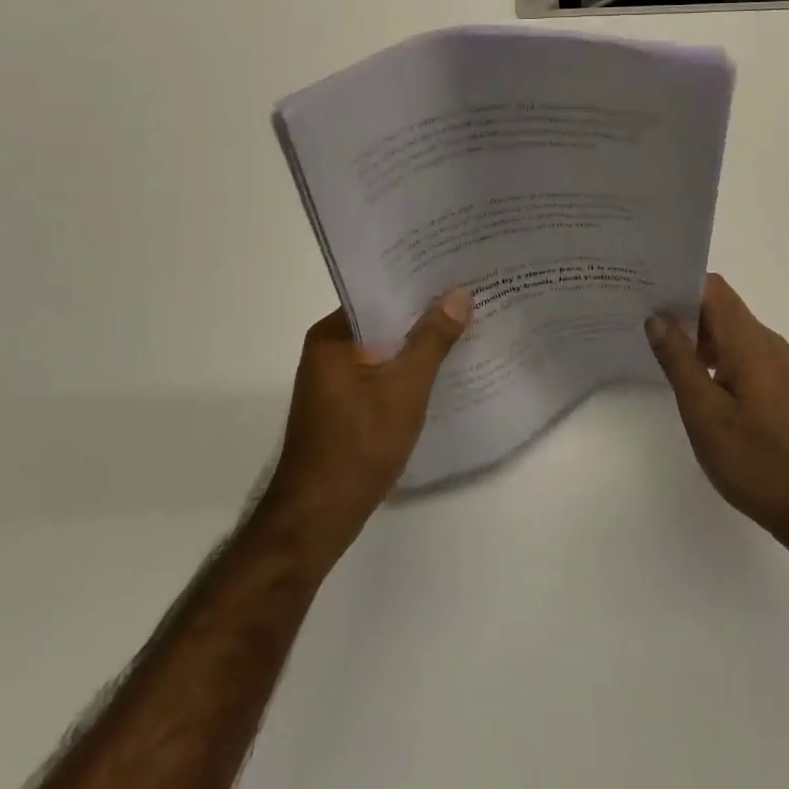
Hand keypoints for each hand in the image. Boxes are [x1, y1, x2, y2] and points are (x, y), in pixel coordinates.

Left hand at [260, 291, 471, 560]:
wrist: (317, 519)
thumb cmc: (358, 446)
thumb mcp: (405, 388)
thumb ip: (432, 339)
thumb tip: (458, 294)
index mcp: (333, 336)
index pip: (379, 292)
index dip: (418, 281)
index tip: (456, 269)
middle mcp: (329, 349)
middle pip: (384, 319)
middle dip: (425, 311)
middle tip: (472, 293)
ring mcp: (335, 379)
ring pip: (385, 347)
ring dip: (419, 341)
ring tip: (467, 324)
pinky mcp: (345, 404)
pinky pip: (382, 372)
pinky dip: (409, 368)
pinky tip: (443, 368)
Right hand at [646, 273, 788, 548]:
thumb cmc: (756, 460)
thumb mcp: (705, 412)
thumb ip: (679, 361)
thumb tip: (656, 318)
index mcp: (750, 341)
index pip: (713, 288)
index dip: (679, 284)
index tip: (645, 290)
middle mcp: (766, 342)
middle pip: (720, 307)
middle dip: (681, 309)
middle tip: (639, 318)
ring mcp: (775, 365)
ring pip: (729, 332)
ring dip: (696, 335)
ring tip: (656, 347)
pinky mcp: (777, 386)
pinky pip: (739, 353)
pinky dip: (712, 355)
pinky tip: (689, 378)